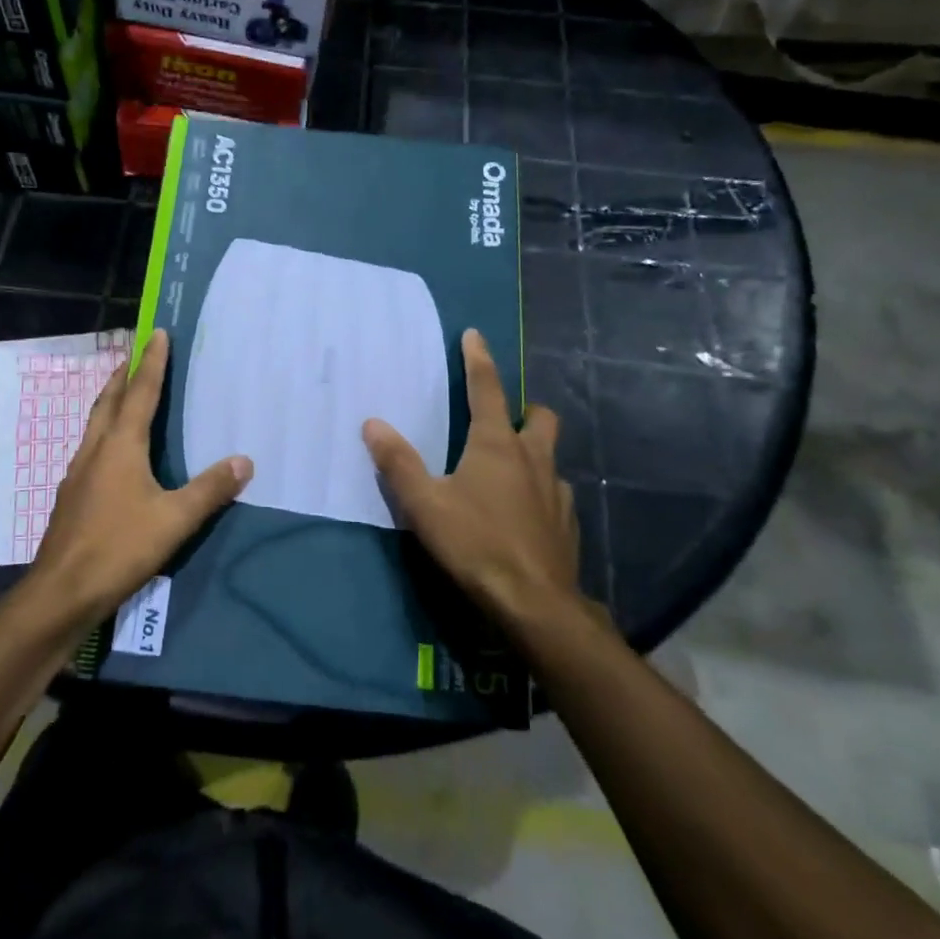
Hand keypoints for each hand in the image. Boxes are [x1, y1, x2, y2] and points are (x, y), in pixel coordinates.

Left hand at [28, 329, 252, 623]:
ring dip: (111, 401)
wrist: (60, 592)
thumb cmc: (118, 548)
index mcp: (120, 446)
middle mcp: (95, 450)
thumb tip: (244, 461)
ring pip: (95, 424)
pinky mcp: (71, 496)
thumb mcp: (174, 520)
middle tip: (136, 354)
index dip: (152, 363)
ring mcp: (78, 473)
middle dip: (123, 374)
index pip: (140, 393)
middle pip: (109, 401)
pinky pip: (91, 448)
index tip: (157, 333)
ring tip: (123, 393)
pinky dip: (105, 432)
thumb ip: (209, 490)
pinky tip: (111, 452)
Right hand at [363, 328, 583, 626]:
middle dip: (524, 409)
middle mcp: (532, 458)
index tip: (474, 334)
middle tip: (503, 419)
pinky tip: (524, 514)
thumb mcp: (424, 504)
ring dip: (532, 453)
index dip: (478, 359)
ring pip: (550, 456)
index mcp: (496, 445)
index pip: (487, 389)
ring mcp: (556, 491)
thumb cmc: (475, 544)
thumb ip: (398, 462)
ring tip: (509, 472)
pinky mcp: (568, 523)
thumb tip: (372, 423)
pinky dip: (540, 492)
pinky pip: (555, 494)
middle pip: (539, 416)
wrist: (535, 604)